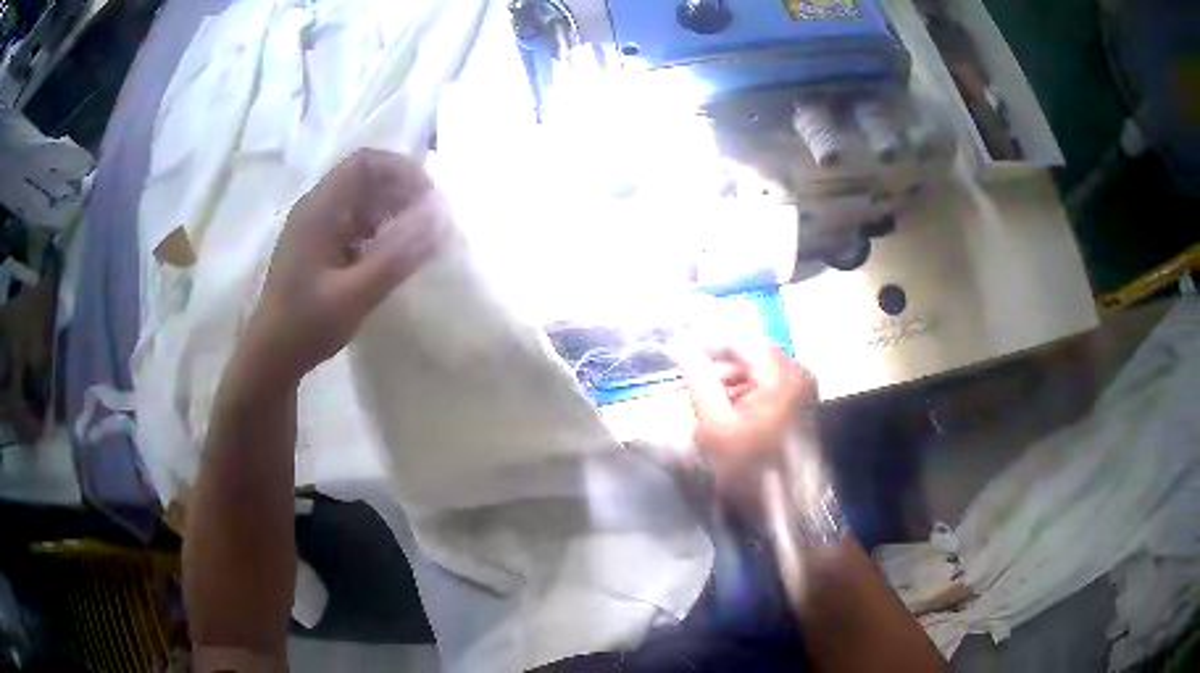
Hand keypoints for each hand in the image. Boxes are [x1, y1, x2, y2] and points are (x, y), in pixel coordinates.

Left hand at [240, 149, 447, 383]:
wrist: (271, 358)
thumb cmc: (308, 325)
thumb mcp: (356, 294)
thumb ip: (398, 253)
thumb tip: (439, 215)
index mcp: (319, 210)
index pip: (366, 162)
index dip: (403, 172)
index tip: (429, 202)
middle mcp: (315, 208)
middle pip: (365, 177)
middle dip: (401, 193)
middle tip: (428, 225)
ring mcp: (313, 227)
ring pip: (361, 200)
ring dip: (391, 212)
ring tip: (414, 242)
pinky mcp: (316, 246)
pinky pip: (352, 222)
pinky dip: (377, 230)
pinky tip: (388, 258)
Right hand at [676, 342, 816, 518]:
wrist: (788, 507)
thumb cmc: (751, 468)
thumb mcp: (716, 426)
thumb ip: (698, 381)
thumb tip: (681, 348)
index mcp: (781, 374)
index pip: (739, 340)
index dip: (707, 345)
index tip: (680, 358)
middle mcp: (798, 373)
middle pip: (750, 354)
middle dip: (718, 367)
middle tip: (690, 385)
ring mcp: (803, 388)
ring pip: (758, 370)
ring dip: (730, 381)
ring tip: (706, 404)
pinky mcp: (801, 403)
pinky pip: (768, 386)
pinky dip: (746, 394)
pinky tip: (728, 414)